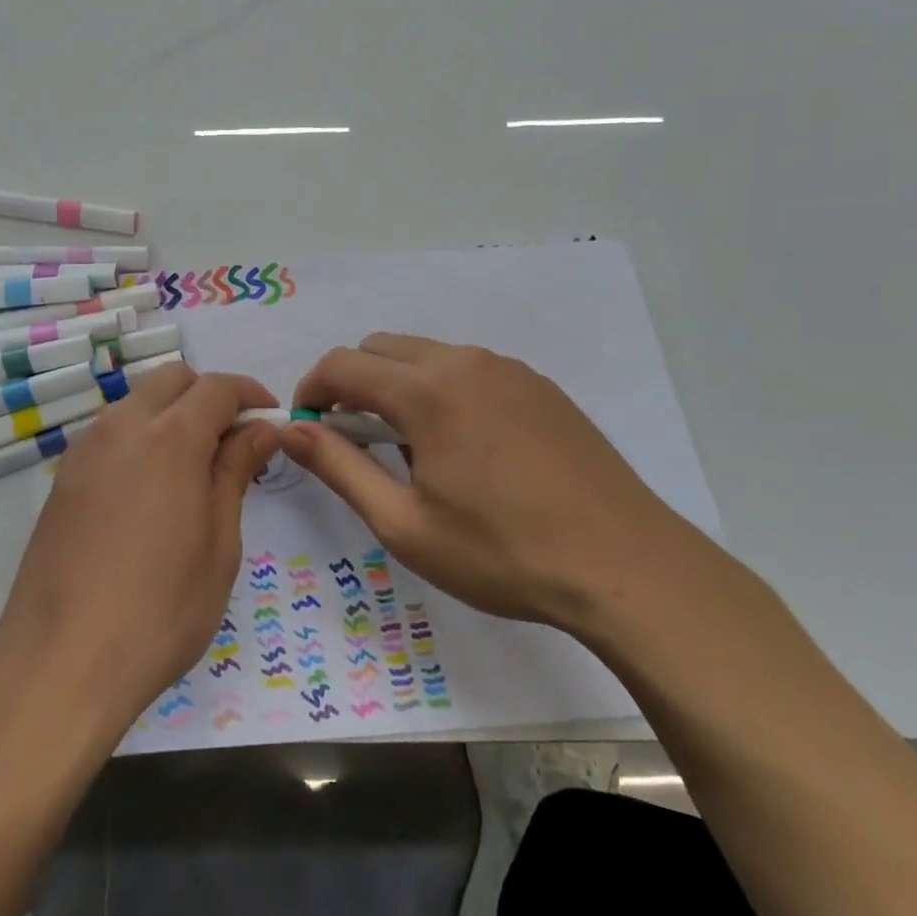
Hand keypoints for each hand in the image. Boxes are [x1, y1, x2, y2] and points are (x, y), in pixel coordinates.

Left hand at [0, 365, 280, 735]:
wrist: (61, 660)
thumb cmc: (160, 609)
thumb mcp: (219, 543)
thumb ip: (236, 471)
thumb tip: (261, 428)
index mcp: (168, 437)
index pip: (216, 387)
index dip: (250, 394)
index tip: (271, 418)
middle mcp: (121, 427)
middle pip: (172, 380)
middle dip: (210, 396)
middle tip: (234, 442)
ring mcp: (84, 450)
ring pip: (137, 402)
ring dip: (173, 414)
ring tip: (195, 468)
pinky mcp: (64, 477)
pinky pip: (111, 433)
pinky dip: (141, 437)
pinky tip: (151, 489)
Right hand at [284, 334, 711, 633]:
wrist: (627, 567)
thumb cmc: (503, 553)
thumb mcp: (404, 524)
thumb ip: (339, 468)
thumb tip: (289, 431)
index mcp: (427, 391)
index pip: (342, 365)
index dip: (311, 391)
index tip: (308, 429)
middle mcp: (464, 362)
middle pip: (380, 348)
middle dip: (352, 384)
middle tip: (356, 441)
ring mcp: (507, 369)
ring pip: (425, 354)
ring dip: (397, 385)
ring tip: (413, 449)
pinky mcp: (538, 385)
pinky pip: (467, 369)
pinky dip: (441, 389)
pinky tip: (465, 447)